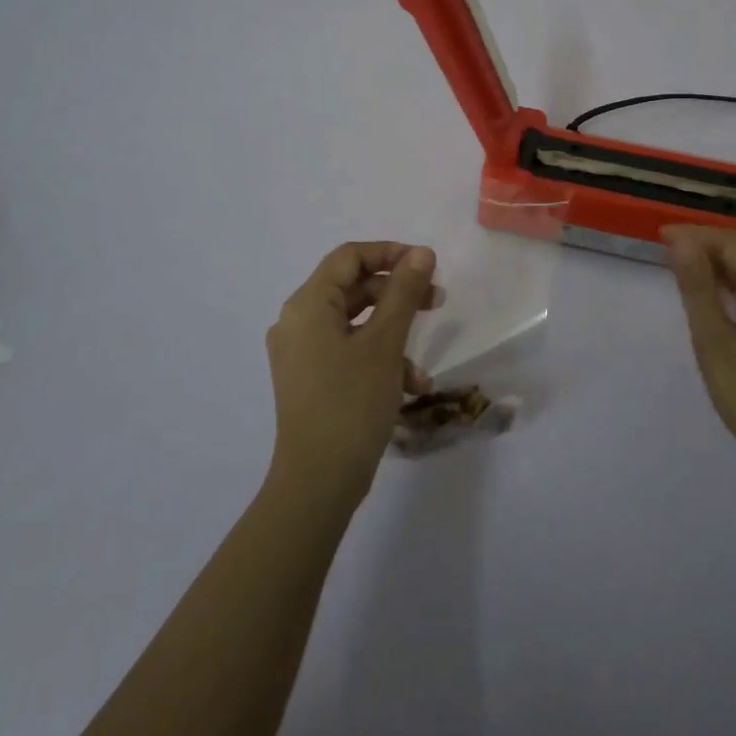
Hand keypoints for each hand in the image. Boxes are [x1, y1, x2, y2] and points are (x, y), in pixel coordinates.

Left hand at [264, 242, 439, 505]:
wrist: (318, 483)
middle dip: (398, 294)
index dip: (390, 253)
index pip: (349, 257)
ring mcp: (301, 354)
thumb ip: (404, 292)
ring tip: (424, 363)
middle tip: (437, 300)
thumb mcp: (385, 343)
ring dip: (394, 334)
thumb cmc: (351, 402)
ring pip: (355, 324)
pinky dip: (379, 359)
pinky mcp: (310, 380)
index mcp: (308, 304)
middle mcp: (298, 322)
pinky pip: (348, 352)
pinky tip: (409, 387)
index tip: (427, 265)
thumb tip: (421, 253)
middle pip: (353, 288)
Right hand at [664, 226, 735, 482]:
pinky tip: (708, 299)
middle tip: (662, 252)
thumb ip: (698, 288)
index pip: (732, 242)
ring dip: (715, 265)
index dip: (694, 234)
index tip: (658, 237)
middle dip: (703, 246)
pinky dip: (728, 287)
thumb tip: (679, 240)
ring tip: (678, 269)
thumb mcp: (715, 342)